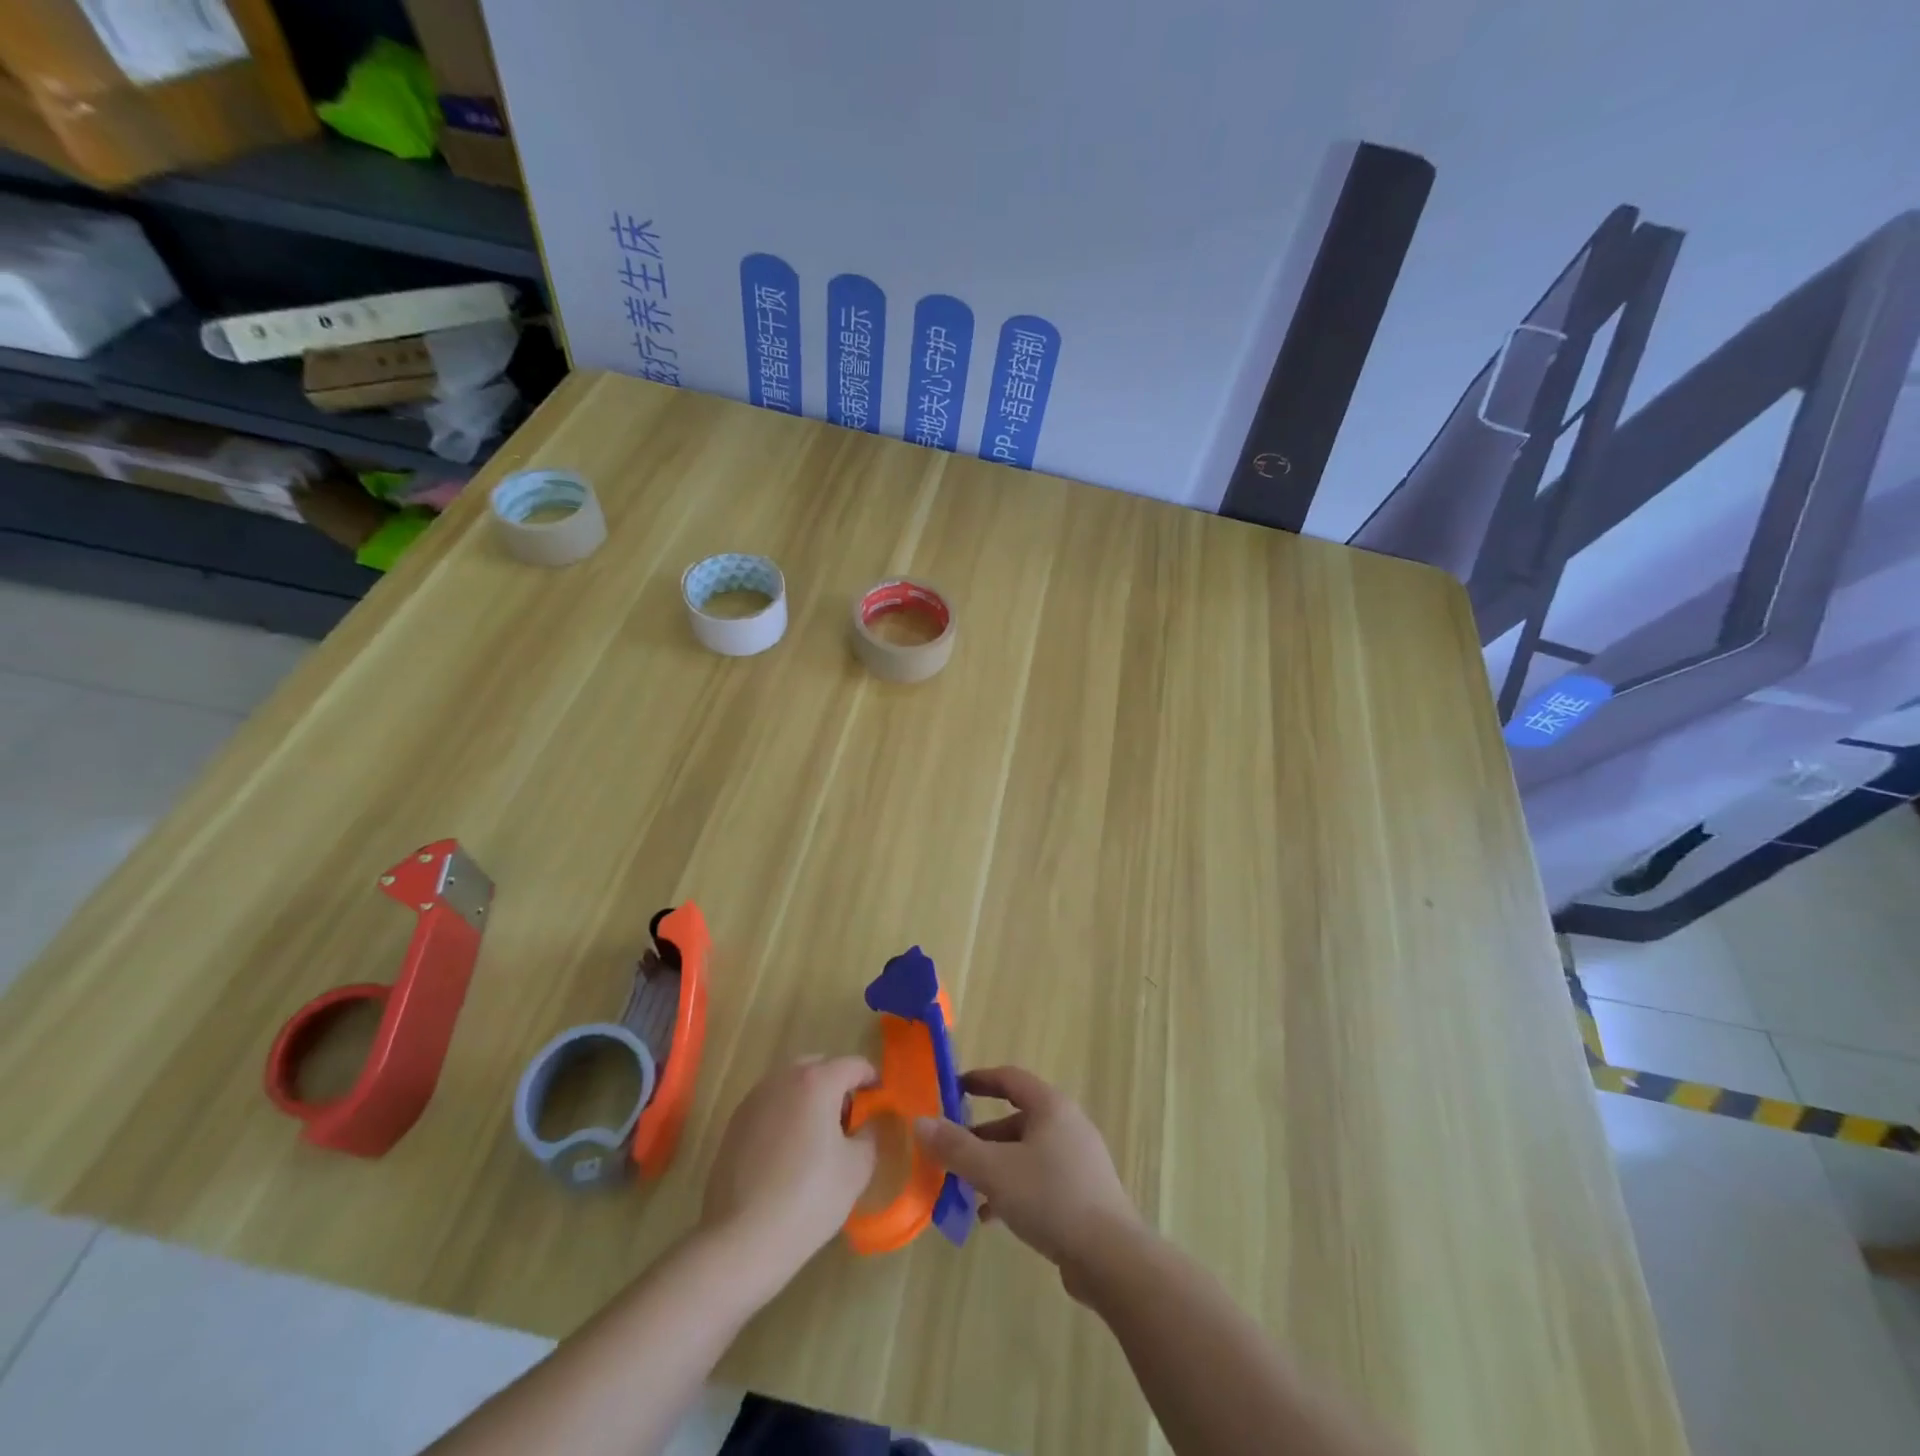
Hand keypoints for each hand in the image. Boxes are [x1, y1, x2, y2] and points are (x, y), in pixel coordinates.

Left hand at [700, 1055, 877, 1293]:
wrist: (741, 1240)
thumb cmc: (809, 1198)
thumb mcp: (857, 1168)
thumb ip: (871, 1134)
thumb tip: (868, 1124)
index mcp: (816, 1081)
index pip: (854, 1065)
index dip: (872, 1080)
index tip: (880, 1102)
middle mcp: (783, 1079)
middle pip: (819, 1067)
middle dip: (838, 1085)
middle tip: (849, 1120)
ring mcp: (754, 1100)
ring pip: (791, 1085)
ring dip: (809, 1099)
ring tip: (818, 1138)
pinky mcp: (734, 1124)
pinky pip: (770, 1106)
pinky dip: (786, 1116)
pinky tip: (789, 1154)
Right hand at [914, 1066, 1143, 1298]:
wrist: (1111, 1257)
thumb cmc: (1050, 1198)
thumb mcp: (994, 1171)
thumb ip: (955, 1147)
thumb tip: (920, 1122)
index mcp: (1051, 1107)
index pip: (1010, 1078)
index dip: (979, 1080)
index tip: (952, 1089)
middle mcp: (1067, 1125)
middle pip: (1017, 1118)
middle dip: (981, 1135)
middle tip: (951, 1150)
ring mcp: (1079, 1160)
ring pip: (1026, 1152)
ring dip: (995, 1166)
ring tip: (965, 1188)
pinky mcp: (1083, 1192)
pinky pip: (1040, 1179)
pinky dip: (1014, 1189)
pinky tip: (991, 1217)